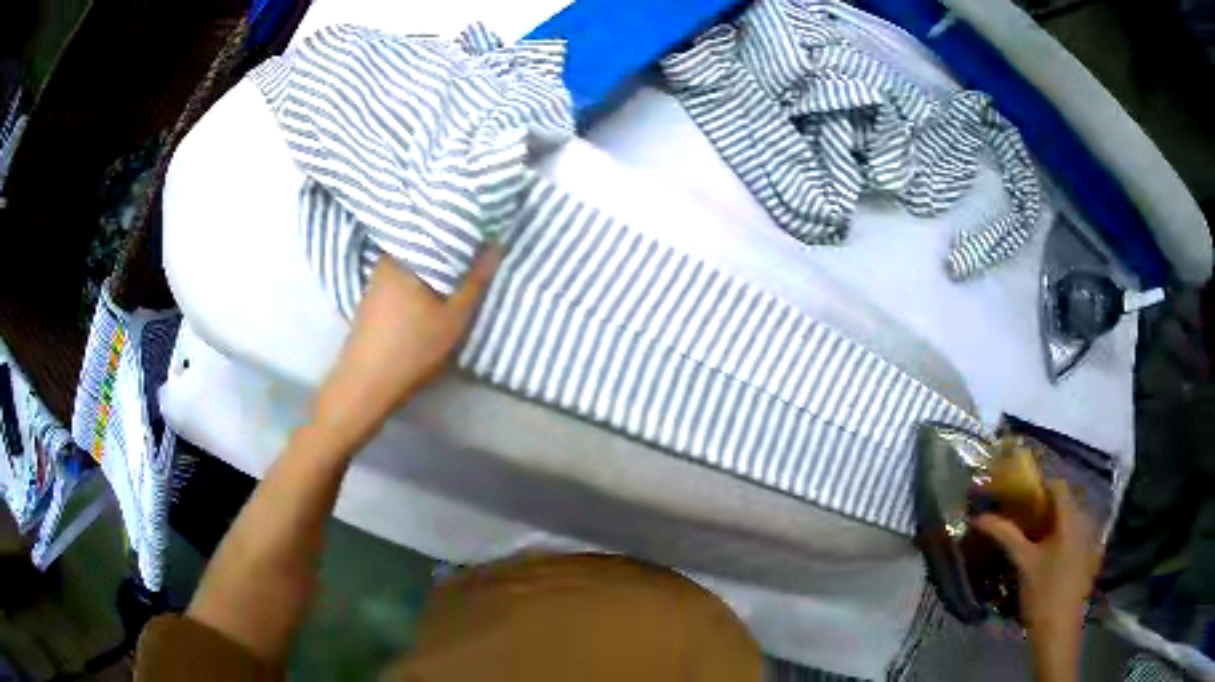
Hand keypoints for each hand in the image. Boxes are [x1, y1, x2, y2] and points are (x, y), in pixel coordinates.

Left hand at [313, 247, 501, 451]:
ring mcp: (375, 280)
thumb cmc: (412, 349)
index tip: (485, 231)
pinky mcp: (371, 299)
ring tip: (460, 269)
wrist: (365, 385)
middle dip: (450, 248)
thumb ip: (475, 281)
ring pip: (413, 262)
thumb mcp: (453, 318)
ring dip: (434, 266)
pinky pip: (402, 277)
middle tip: (477, 252)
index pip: (438, 227)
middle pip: (425, 245)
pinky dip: (419, 280)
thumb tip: (495, 243)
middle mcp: (386, 260)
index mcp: (405, 255)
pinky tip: (431, 291)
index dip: (463, 229)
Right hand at [973, 480, 1101, 680]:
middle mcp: (1086, 521)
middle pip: (1067, 502)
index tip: (1021, 500)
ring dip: (1055, 523)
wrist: (1058, 629)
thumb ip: (1005, 535)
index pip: (1058, 485)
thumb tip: (979, 517)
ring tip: (1036, 541)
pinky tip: (1052, 558)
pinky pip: (1079, 535)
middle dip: (1046, 507)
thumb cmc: (1042, 593)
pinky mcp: (1092, 556)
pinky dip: (1065, 538)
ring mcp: (1092, 539)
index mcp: (1071, 518)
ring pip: (1073, 519)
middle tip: (1025, 522)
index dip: (1039, 487)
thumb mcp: (1023, 563)